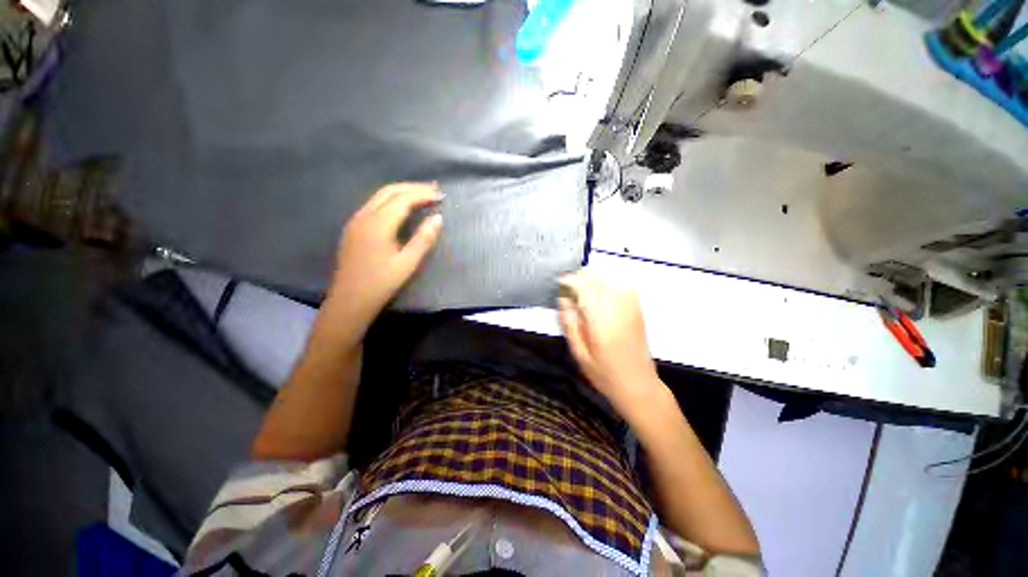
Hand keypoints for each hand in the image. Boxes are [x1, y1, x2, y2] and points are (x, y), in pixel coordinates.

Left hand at [327, 182, 442, 323]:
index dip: (423, 194)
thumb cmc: (381, 283)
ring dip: (401, 191)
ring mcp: (356, 220)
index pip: (403, 199)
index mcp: (378, 224)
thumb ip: (424, 238)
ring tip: (421, 193)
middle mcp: (364, 216)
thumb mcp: (408, 263)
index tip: (441, 196)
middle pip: (389, 191)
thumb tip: (438, 218)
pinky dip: (391, 199)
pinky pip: (373, 204)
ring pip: (379, 196)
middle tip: (434, 188)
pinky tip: (401, 206)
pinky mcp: (353, 228)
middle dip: (413, 187)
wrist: (350, 299)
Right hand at [558, 271, 664, 421]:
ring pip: (608, 280)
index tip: (559, 283)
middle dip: (579, 279)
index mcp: (600, 320)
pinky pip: (621, 286)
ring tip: (582, 294)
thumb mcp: (579, 353)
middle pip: (596, 279)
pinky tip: (600, 297)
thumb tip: (563, 299)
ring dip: (593, 281)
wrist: (639, 384)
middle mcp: (617, 308)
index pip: (584, 287)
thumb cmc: (604, 374)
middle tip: (568, 291)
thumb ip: (570, 323)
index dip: (569, 280)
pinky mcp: (637, 308)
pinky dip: (607, 285)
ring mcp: (630, 306)